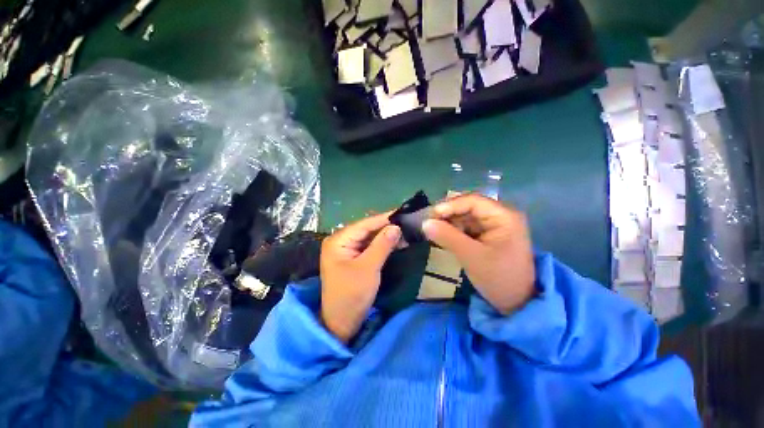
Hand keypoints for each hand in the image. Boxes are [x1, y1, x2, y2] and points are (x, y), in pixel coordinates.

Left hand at [320, 214, 400, 342]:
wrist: (341, 323)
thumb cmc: (352, 295)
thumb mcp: (369, 268)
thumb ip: (382, 245)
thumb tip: (396, 226)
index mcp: (338, 240)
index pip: (365, 224)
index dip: (384, 218)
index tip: (403, 212)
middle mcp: (340, 241)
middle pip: (367, 229)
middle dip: (386, 227)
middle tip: (407, 222)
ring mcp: (346, 250)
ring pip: (369, 237)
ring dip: (386, 236)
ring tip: (406, 231)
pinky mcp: (352, 258)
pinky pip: (369, 247)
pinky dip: (382, 245)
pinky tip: (396, 242)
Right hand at [423, 194, 534, 313]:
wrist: (517, 303)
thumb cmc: (498, 278)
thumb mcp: (471, 257)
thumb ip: (448, 237)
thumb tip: (425, 223)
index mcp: (504, 217)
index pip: (473, 201)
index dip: (450, 205)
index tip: (431, 215)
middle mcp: (501, 216)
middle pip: (469, 207)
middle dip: (448, 214)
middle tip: (429, 223)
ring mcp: (495, 225)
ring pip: (466, 216)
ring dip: (449, 222)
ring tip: (434, 230)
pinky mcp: (489, 235)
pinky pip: (468, 227)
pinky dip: (455, 230)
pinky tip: (444, 236)